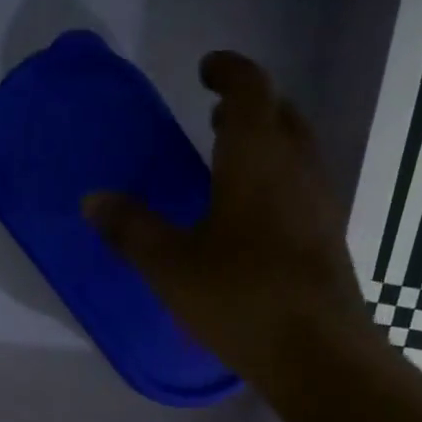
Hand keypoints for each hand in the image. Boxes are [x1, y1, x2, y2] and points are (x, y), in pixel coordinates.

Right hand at [83, 51, 378, 393]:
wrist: (315, 351)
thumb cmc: (239, 297)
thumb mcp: (172, 267)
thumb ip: (132, 230)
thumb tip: (92, 199)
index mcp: (257, 156)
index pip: (249, 88)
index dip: (228, 71)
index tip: (207, 70)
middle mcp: (297, 166)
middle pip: (280, 115)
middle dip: (250, 108)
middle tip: (216, 120)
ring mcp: (320, 203)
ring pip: (297, 153)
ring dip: (267, 146)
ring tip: (232, 167)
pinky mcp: (328, 239)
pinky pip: (303, 190)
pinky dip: (278, 184)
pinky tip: (256, 221)